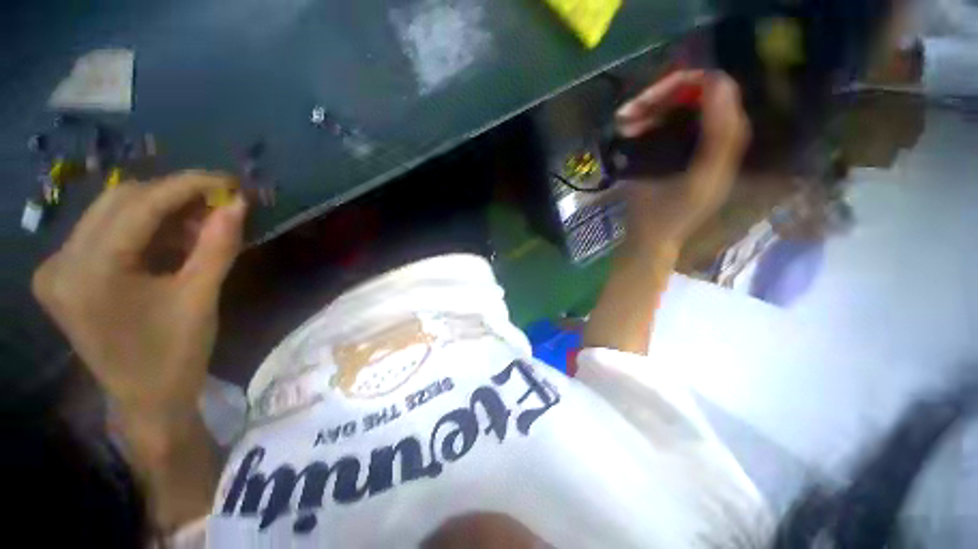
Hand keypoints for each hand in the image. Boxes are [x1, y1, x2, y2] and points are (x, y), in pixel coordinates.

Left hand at [33, 171, 246, 416]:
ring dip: (160, 210)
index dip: (188, 185)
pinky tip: (172, 239)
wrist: (145, 398)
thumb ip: (219, 245)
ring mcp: (56, 267)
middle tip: (218, 203)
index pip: (139, 205)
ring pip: (112, 211)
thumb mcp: (201, 298)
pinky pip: (105, 231)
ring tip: (200, 224)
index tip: (228, 181)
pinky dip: (144, 227)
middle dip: (174, 195)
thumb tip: (238, 203)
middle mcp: (61, 262)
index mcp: (90, 273)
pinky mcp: (64, 273)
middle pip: (120, 200)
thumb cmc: (175, 354)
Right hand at [615, 70, 749, 250]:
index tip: (646, 101)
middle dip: (656, 99)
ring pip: (672, 107)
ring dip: (645, 111)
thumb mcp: (700, 178)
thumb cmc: (671, 214)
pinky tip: (626, 133)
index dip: (682, 86)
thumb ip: (719, 134)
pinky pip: (661, 122)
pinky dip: (643, 123)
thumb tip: (719, 82)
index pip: (714, 88)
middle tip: (624, 116)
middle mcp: (711, 132)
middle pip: (690, 94)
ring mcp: (688, 140)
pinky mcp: (670, 150)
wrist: (650, 238)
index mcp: (727, 138)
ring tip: (621, 125)